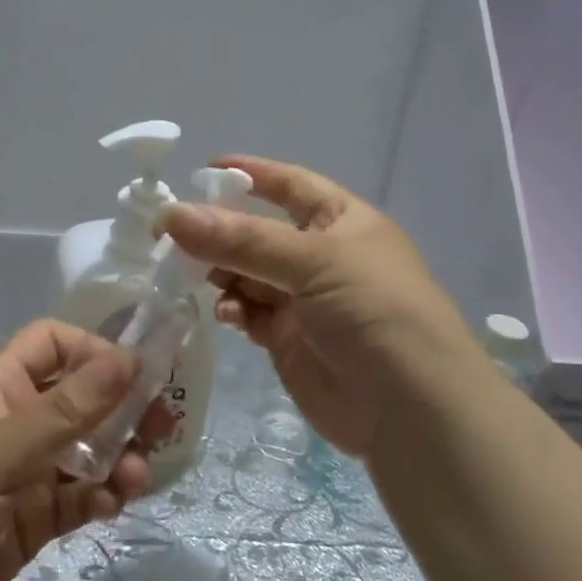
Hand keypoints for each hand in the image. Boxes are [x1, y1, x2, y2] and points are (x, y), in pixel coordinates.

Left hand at [0, 321, 152, 580]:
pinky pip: (81, 496)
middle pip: (80, 398)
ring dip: (120, 456)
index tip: (136, 374)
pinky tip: (114, 506)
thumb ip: (63, 411)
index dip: (93, 350)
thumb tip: (127, 360)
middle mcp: (15, 426)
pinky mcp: (33, 521)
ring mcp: (25, 475)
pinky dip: (103, 496)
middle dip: (122, 406)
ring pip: (88, 450)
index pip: (50, 345)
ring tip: (138, 478)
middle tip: (163, 424)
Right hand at [156, 155, 483, 461]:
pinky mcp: (288, 340)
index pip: (290, 184)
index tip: (201, 171)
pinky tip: (225, 312)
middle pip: (258, 232)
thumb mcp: (313, 262)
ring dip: (220, 271)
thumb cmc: (373, 311)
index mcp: (342, 221)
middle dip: (219, 231)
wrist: (410, 409)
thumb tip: (172, 215)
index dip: (251, 173)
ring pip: (247, 273)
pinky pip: (249, 312)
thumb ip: (241, 240)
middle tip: (171, 235)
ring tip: (194, 275)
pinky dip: (232, 307)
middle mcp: (321, 256)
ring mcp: (304, 300)